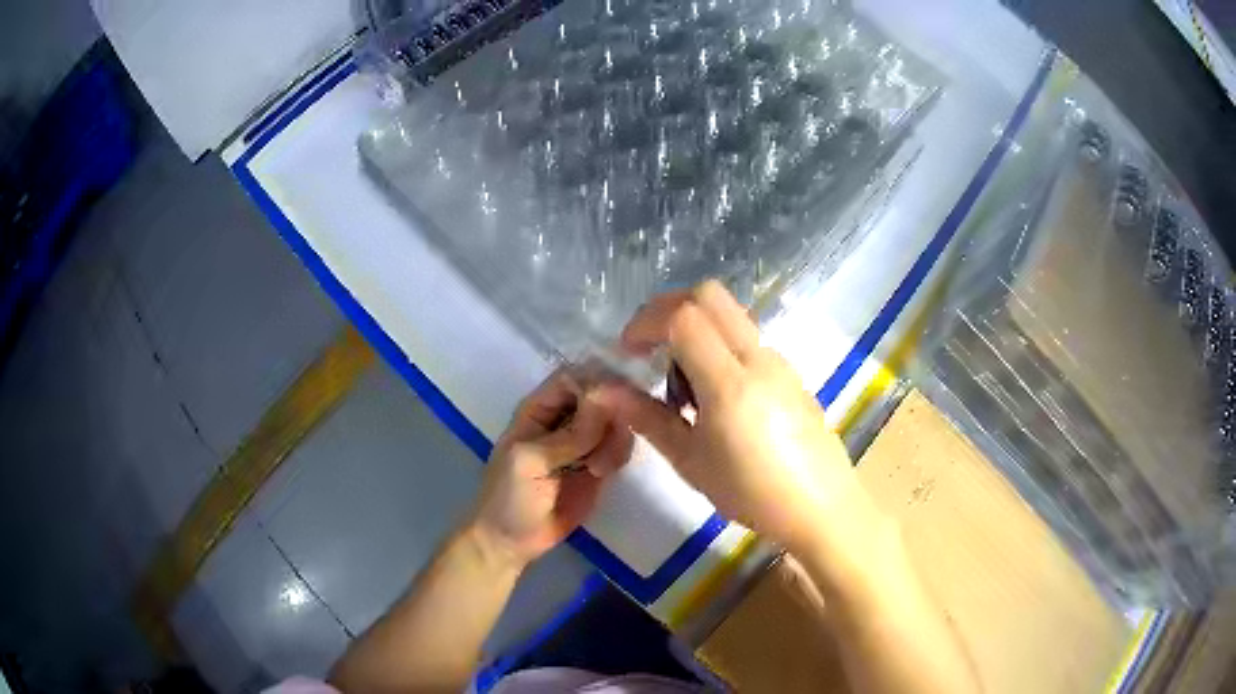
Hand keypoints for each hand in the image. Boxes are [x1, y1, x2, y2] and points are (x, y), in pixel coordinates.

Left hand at [470, 370, 632, 566]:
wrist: (513, 542)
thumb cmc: (509, 496)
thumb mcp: (531, 461)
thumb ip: (570, 433)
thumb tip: (606, 398)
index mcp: (539, 409)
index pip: (574, 377)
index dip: (598, 378)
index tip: (620, 395)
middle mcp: (564, 418)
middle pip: (601, 395)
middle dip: (614, 411)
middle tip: (613, 437)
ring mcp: (583, 442)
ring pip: (615, 421)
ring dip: (615, 439)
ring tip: (598, 467)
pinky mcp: (598, 464)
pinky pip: (619, 446)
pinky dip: (618, 455)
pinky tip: (602, 474)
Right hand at [596, 280, 872, 550]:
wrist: (820, 507)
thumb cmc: (750, 492)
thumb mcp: (690, 461)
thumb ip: (646, 418)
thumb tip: (601, 392)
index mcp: (730, 381)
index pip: (683, 316)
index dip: (646, 322)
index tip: (628, 352)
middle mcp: (758, 358)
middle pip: (710, 296)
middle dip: (668, 307)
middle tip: (647, 345)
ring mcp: (779, 361)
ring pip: (729, 316)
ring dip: (695, 328)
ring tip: (682, 385)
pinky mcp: (790, 373)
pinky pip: (747, 340)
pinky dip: (719, 346)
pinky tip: (715, 397)